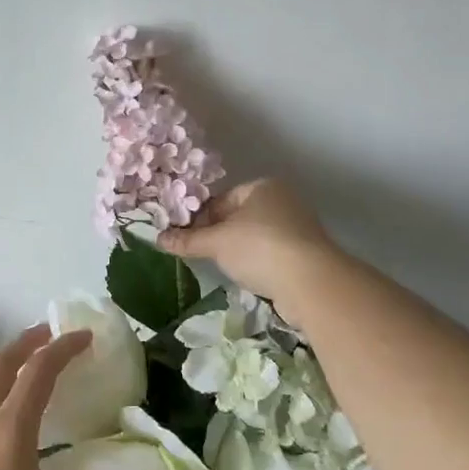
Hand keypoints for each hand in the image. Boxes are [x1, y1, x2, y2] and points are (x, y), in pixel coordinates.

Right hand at [156, 178, 337, 318]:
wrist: (310, 282)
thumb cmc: (259, 248)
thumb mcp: (216, 243)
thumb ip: (188, 240)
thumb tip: (158, 238)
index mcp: (262, 187)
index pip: (221, 199)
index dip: (199, 217)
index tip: (184, 237)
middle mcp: (282, 201)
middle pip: (238, 217)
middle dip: (217, 234)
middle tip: (198, 253)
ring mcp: (297, 227)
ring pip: (254, 236)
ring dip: (237, 250)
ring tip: (220, 267)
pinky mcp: (305, 254)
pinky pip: (271, 254)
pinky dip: (257, 263)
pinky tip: (247, 277)